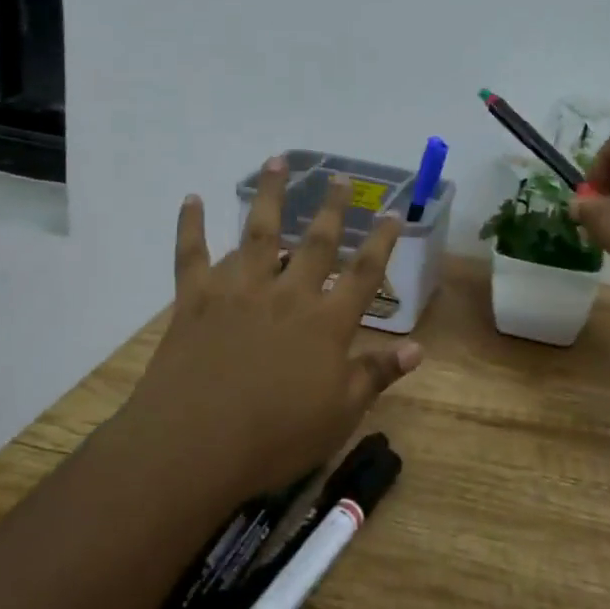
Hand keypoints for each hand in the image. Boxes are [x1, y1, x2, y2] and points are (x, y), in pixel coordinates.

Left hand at [117, 159, 422, 501]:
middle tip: (338, 176)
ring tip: (277, 162)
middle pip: (315, 241)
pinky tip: (192, 199)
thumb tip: (418, 348)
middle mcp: (287, 295)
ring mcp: (240, 291)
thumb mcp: (340, 414)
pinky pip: (192, 255)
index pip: (364, 272)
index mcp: (326, 322)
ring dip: (269, 194)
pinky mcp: (197, 299)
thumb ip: (377, 374)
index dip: (381, 241)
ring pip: (258, 232)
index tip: (392, 211)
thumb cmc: (275, 437)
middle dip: (330, 207)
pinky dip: (191, 225)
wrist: (194, 446)